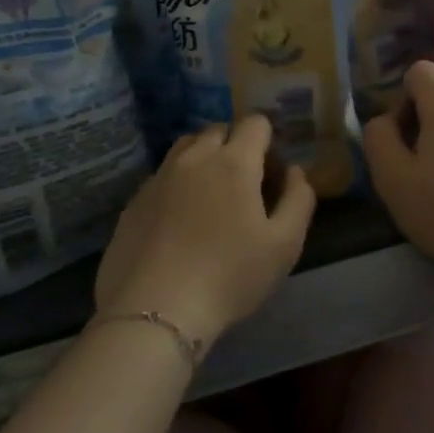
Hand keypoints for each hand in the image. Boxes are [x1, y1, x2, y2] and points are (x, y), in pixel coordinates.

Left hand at [94, 114, 316, 345]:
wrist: (156, 310)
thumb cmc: (230, 276)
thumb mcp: (285, 244)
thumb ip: (299, 199)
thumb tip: (294, 171)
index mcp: (234, 162)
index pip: (255, 122)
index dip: (268, 139)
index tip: (272, 170)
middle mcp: (194, 158)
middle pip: (218, 130)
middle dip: (236, 144)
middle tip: (245, 183)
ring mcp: (158, 177)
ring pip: (185, 148)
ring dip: (203, 157)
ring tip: (211, 194)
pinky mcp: (134, 201)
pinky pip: (162, 176)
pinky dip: (177, 183)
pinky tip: (180, 219)